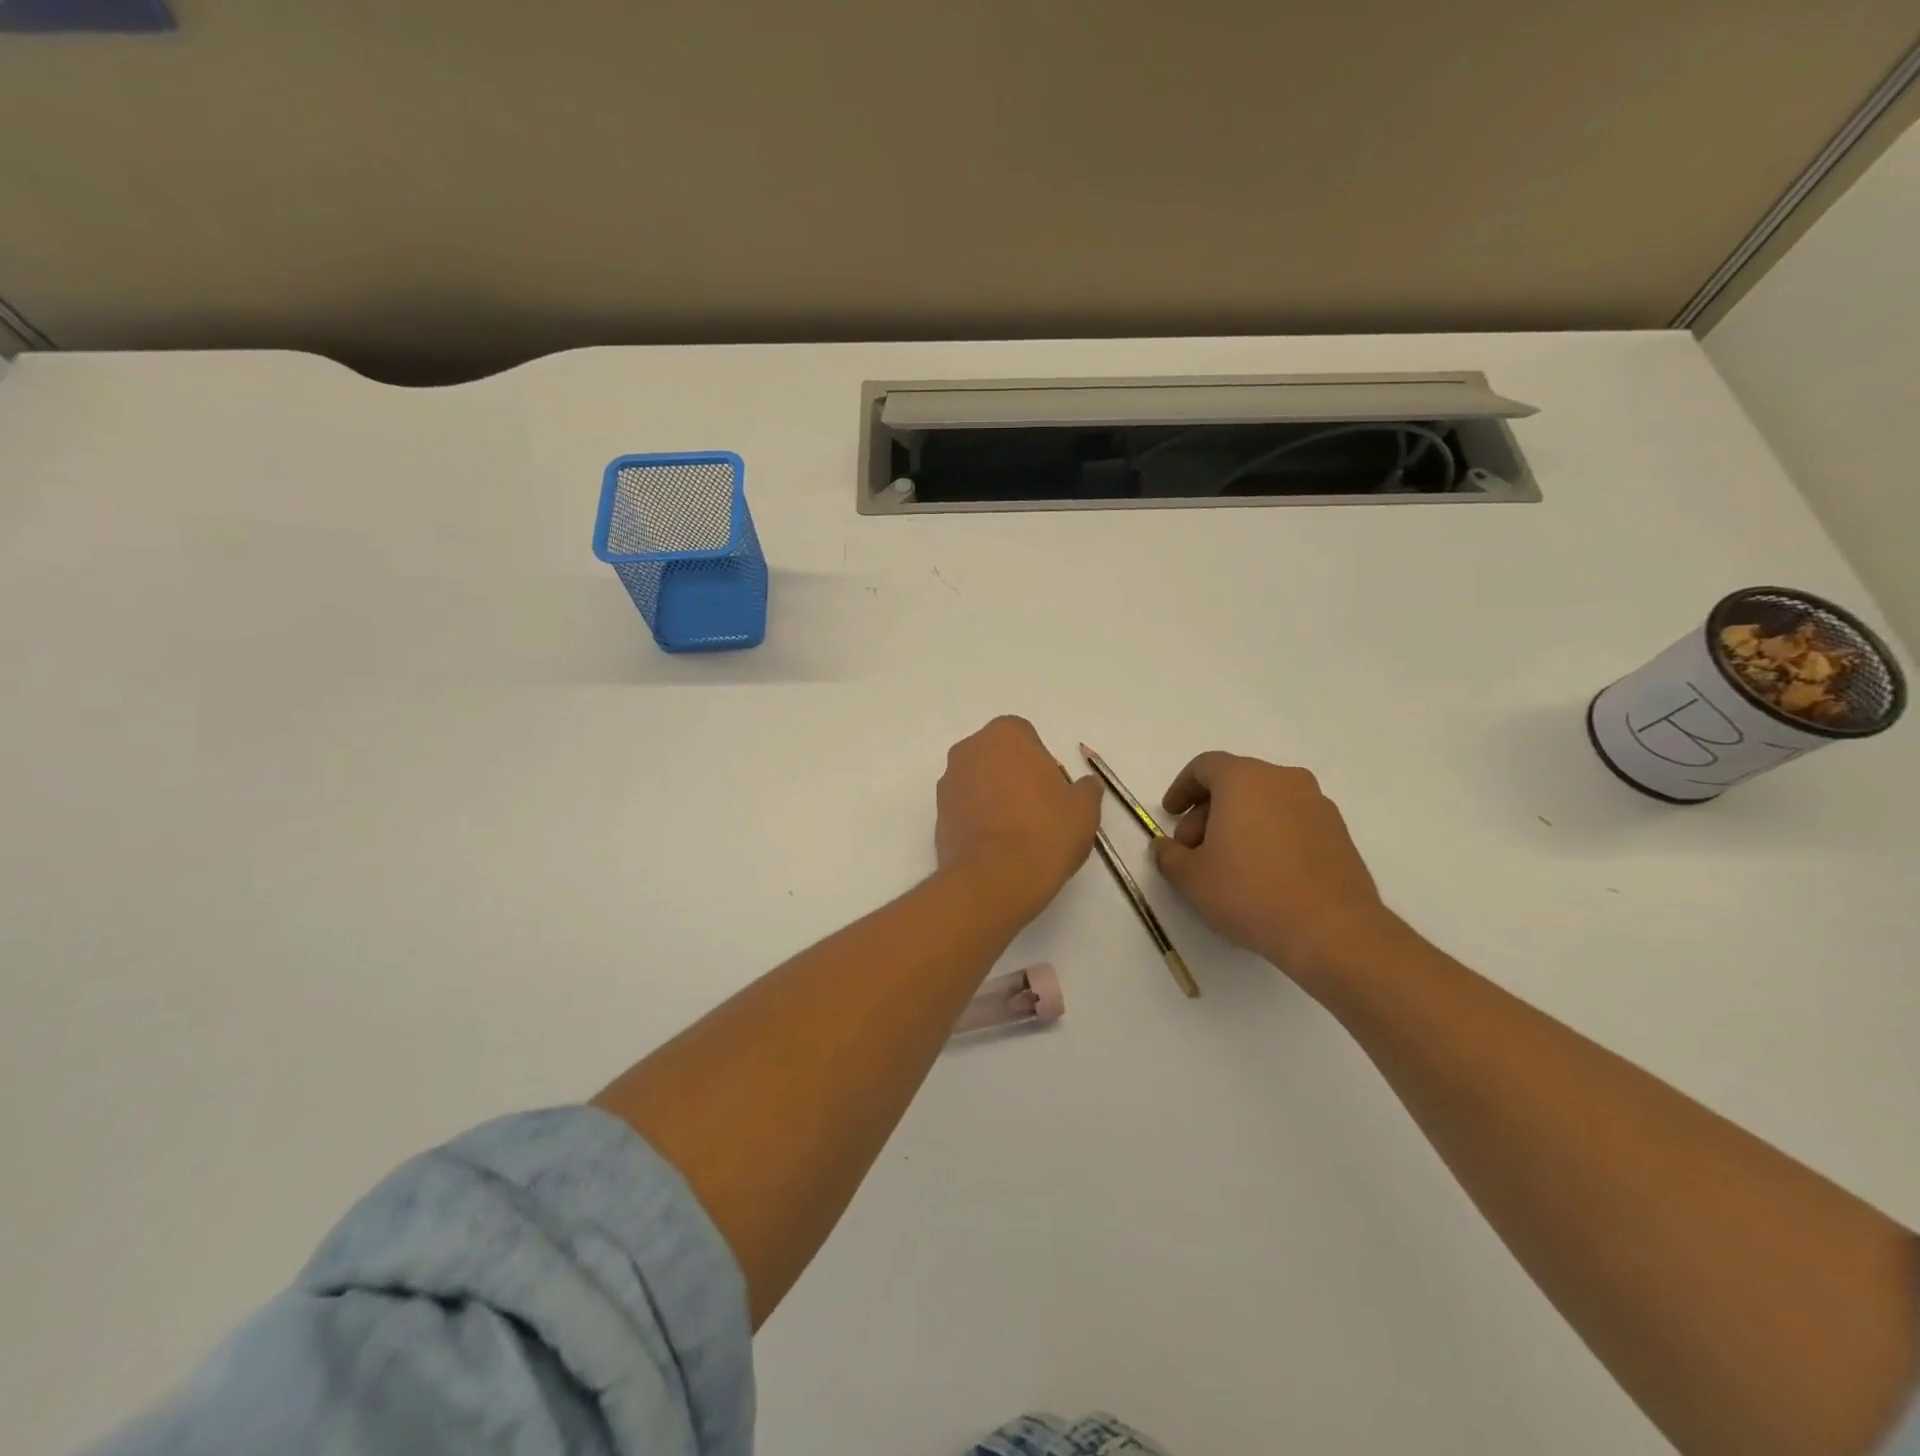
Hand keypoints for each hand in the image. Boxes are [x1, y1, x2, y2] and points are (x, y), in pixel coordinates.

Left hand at [936, 717, 1102, 919]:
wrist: (995, 878)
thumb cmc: (1045, 832)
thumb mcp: (1084, 809)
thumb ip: (1086, 790)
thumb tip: (1086, 786)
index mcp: (1006, 734)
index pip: (1027, 738)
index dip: (1042, 764)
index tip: (1053, 792)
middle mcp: (970, 749)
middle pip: (998, 757)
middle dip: (1014, 776)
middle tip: (1036, 810)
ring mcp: (948, 781)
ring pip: (978, 782)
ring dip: (994, 797)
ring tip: (1016, 833)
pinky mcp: (937, 814)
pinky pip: (964, 808)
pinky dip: (978, 819)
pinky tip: (996, 846)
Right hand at [1151, 752, 1389, 978]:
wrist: (1332, 931)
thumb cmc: (1250, 892)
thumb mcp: (1191, 877)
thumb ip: (1168, 855)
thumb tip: (1165, 846)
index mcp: (1244, 779)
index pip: (1205, 766)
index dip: (1181, 788)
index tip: (1169, 815)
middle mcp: (1284, 780)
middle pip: (1235, 783)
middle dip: (1207, 812)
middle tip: (1193, 849)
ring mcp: (1317, 804)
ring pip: (1265, 801)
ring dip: (1238, 823)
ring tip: (1227, 865)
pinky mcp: (1338, 832)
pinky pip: (1291, 821)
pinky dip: (1269, 835)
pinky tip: (1262, 874)